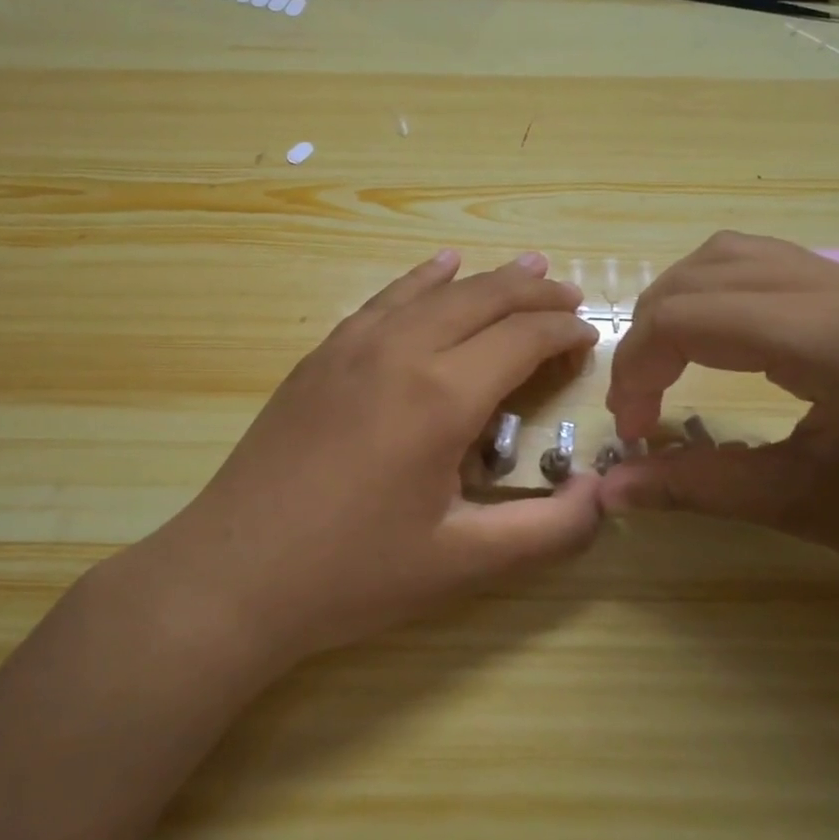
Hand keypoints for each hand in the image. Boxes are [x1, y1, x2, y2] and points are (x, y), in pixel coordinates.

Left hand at [154, 250, 603, 668]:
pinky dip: (421, 279)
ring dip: (485, 278)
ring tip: (526, 265)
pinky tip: (436, 269)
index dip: (563, 332)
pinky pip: (384, 300)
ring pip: (433, 290)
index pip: (522, 338)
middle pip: (482, 299)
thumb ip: (547, 531)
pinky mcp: (320, 356)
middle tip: (571, 297)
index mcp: (440, 395)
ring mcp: (351, 346)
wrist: (234, 573)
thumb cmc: (352, 573)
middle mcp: (399, 351)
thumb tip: (604, 496)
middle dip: (534, 292)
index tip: (590, 337)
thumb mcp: (461, 564)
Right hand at [601, 232, 838, 639]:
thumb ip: (696, 486)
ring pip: (738, 256)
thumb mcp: (809, 506)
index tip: (632, 432)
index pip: (688, 317)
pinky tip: (731, 349)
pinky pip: (779, 268)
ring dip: (686, 305)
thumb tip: (610, 489)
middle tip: (643, 401)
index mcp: (837, 332)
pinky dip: (729, 299)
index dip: (637, 371)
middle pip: (702, 271)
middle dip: (650, 332)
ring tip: (673, 368)